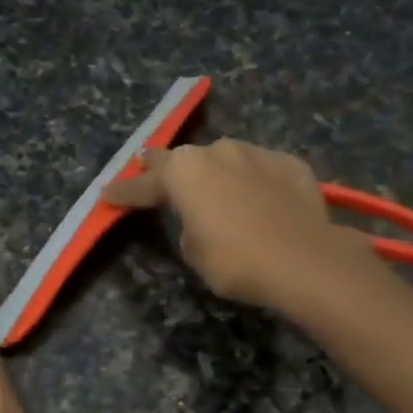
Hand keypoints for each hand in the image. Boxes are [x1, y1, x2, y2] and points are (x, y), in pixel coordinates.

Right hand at [102, 139, 381, 311]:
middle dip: (166, 169)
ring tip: (215, 190)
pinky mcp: (290, 165)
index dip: (125, 193)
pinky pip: (262, 171)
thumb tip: (201, 222)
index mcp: (184, 172)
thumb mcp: (196, 254)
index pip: (144, 184)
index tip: (107, 194)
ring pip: (226, 160)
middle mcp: (217, 151)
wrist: (304, 260)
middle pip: (183, 160)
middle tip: (150, 170)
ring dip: (216, 174)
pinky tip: (260, 198)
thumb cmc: (236, 261)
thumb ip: (189, 229)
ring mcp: (257, 154)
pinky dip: (255, 182)